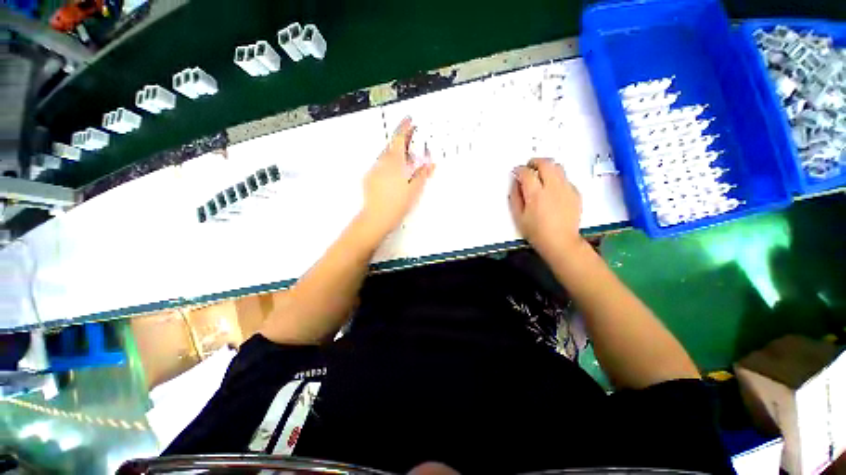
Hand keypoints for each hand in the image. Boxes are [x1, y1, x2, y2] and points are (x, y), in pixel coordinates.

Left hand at [360, 117, 433, 237]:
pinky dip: (388, 164)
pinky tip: (394, 174)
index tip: (409, 120)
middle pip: (392, 146)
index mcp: (395, 162)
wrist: (377, 217)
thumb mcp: (414, 189)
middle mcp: (382, 162)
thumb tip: (429, 165)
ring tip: (405, 161)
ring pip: (385, 156)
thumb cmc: (397, 203)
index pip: (399, 138)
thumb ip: (422, 174)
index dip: (404, 127)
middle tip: (411, 141)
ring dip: (395, 153)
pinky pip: (380, 166)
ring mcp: (374, 170)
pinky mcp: (369, 178)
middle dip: (401, 141)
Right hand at [509, 158, 582, 259]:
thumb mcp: (518, 217)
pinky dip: (557, 179)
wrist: (561, 242)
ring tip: (541, 176)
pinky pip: (565, 179)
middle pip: (545, 163)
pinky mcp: (576, 193)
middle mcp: (553, 187)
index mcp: (536, 194)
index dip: (519, 169)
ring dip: (547, 168)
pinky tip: (552, 189)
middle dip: (535, 162)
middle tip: (529, 167)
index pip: (526, 172)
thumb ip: (515, 197)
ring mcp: (567, 189)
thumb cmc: (536, 232)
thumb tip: (516, 183)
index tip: (516, 172)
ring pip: (558, 167)